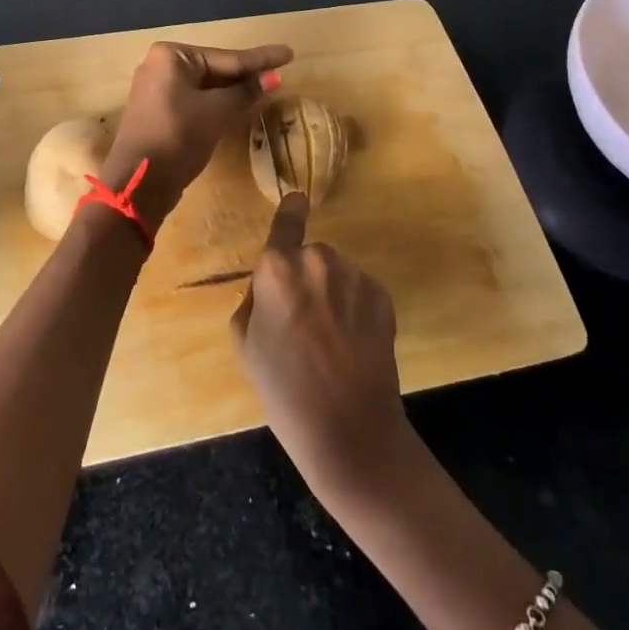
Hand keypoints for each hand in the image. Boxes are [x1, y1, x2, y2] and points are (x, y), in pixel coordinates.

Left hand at [98, 40, 292, 234]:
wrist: (138, 182)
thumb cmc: (178, 136)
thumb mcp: (216, 112)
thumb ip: (245, 92)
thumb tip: (274, 77)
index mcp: (171, 56)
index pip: (226, 58)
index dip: (260, 58)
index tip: (288, 52)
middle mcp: (160, 66)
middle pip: (214, 69)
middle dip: (247, 74)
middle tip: (281, 70)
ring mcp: (157, 90)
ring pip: (205, 87)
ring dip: (233, 90)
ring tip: (268, 85)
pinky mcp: (159, 113)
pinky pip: (195, 101)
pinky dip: (217, 103)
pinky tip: (240, 104)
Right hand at [230, 194, 410, 496]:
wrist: (349, 430)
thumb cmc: (284, 390)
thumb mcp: (245, 343)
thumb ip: (253, 299)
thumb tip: (269, 285)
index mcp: (277, 269)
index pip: (285, 223)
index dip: (291, 211)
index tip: (298, 199)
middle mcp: (317, 260)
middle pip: (308, 256)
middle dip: (305, 279)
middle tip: (302, 323)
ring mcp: (355, 276)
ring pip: (337, 274)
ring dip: (332, 294)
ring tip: (331, 341)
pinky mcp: (383, 296)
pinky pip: (360, 291)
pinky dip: (356, 308)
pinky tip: (353, 344)